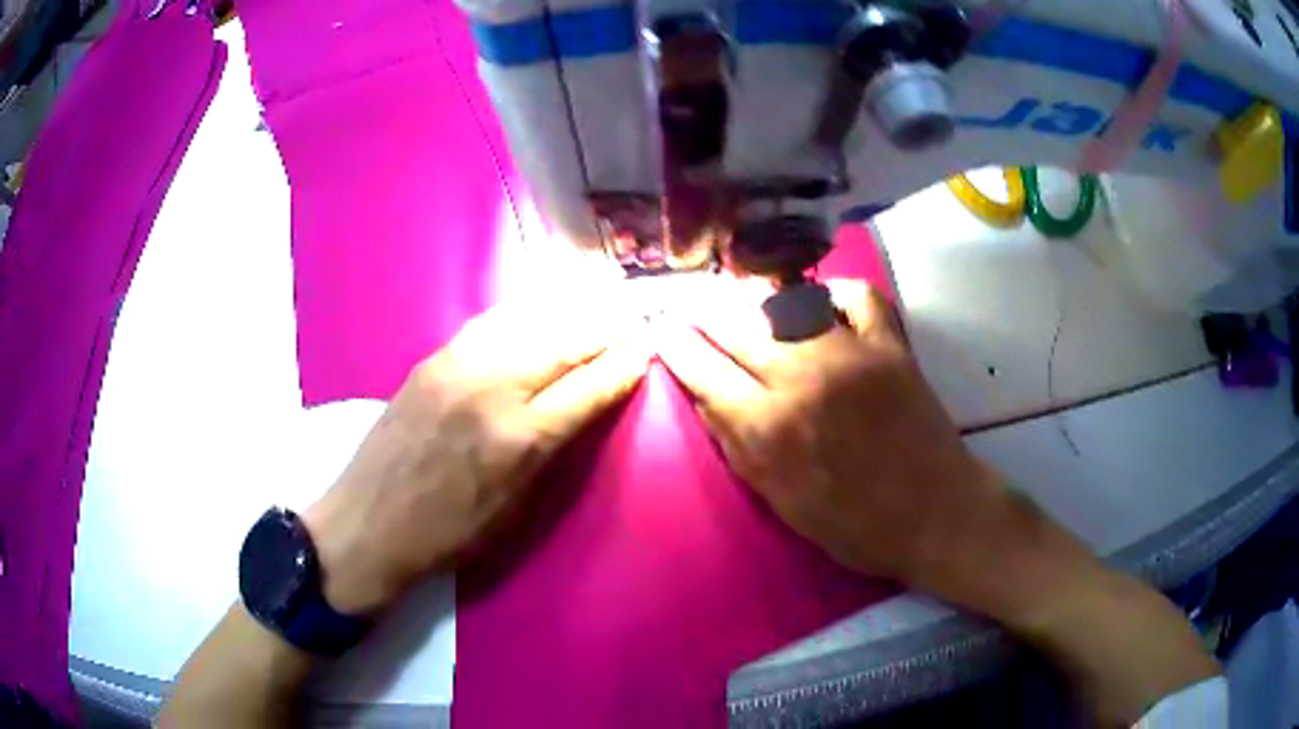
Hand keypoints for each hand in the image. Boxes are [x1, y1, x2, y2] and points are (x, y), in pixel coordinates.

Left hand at [303, 302, 648, 614]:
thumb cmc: (448, 534)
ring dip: (569, 314)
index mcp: (519, 439)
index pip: (588, 388)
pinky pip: (490, 324)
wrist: (368, 522)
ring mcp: (457, 366)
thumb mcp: (515, 510)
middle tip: (632, 321)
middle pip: (564, 343)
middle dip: (605, 331)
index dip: (623, 367)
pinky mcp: (431, 359)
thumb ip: (552, 453)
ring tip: (596, 307)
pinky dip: (524, 315)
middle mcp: (492, 388)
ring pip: (528, 322)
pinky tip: (538, 313)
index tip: (647, 351)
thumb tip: (583, 410)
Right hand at [657, 280, 1007, 589]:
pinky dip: (834, 292)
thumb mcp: (780, 502)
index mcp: (768, 426)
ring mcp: (849, 352)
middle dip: (704, 317)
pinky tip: (821, 303)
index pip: (702, 370)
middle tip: (694, 313)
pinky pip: (856, 295)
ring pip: (784, 304)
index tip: (663, 331)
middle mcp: (801, 377)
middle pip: (734, 327)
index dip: (675, 346)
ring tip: (745, 307)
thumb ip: (737, 446)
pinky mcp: (889, 344)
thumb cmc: (854, 525)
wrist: (934, 514)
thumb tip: (706, 397)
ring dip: (755, 303)